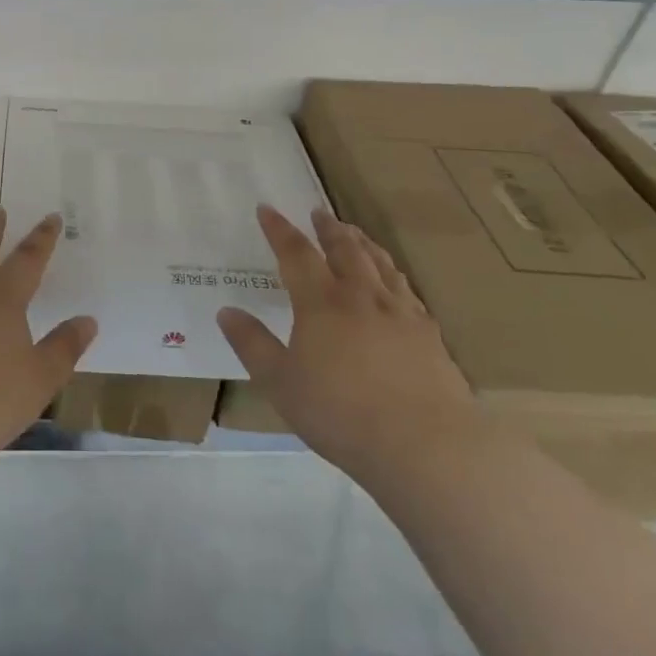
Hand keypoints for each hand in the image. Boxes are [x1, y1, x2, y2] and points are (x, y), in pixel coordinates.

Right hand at [218, 205, 475, 479]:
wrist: (426, 447)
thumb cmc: (341, 414)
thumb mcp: (280, 383)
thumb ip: (252, 344)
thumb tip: (226, 311)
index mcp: (321, 302)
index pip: (296, 253)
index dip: (279, 229)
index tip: (267, 209)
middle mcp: (361, 296)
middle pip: (344, 249)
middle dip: (327, 228)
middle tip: (319, 212)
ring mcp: (400, 313)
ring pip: (379, 264)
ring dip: (363, 243)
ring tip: (354, 233)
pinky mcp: (429, 335)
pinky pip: (407, 290)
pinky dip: (394, 275)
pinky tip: (395, 282)